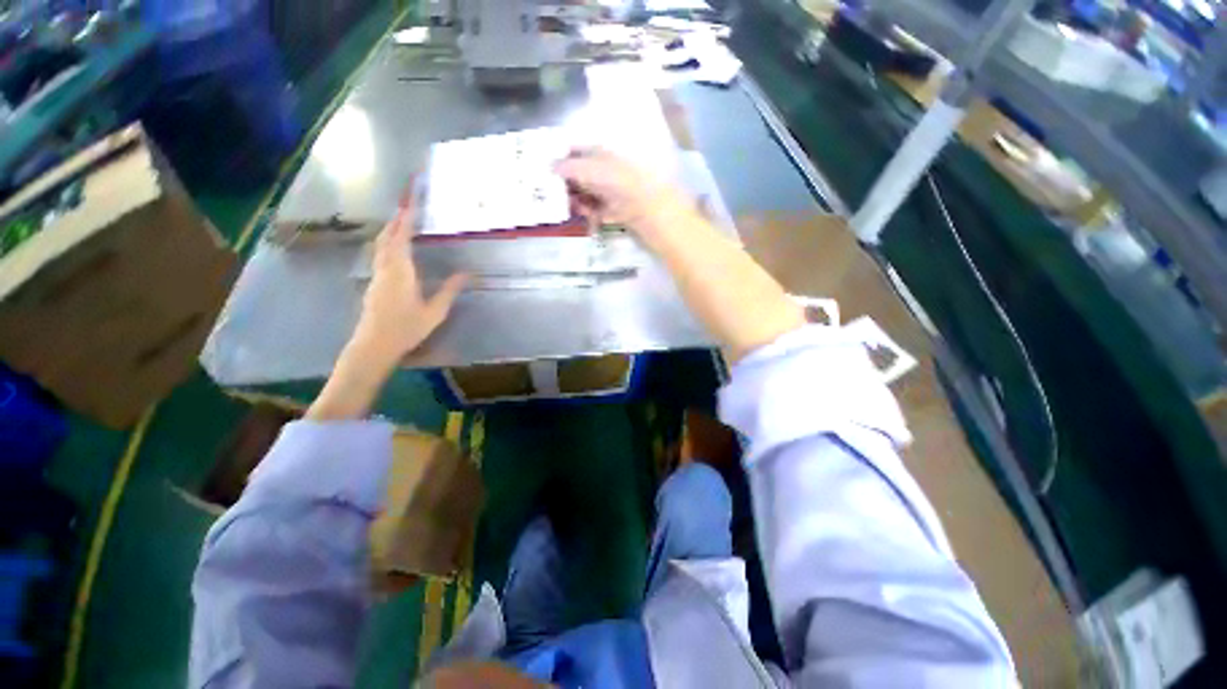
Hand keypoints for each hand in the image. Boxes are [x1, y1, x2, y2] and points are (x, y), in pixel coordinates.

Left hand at [351, 201, 467, 369]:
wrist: (374, 345)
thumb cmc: (407, 328)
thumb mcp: (435, 312)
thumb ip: (450, 291)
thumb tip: (467, 274)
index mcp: (401, 272)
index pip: (402, 238)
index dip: (407, 220)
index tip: (411, 203)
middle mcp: (385, 269)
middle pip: (387, 237)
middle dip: (396, 220)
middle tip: (405, 206)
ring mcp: (377, 276)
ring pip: (380, 246)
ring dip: (389, 230)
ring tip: (399, 222)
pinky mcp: (374, 284)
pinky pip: (379, 255)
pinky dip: (386, 243)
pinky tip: (393, 249)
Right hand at [555, 149, 694, 244]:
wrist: (655, 214)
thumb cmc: (625, 185)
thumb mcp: (595, 170)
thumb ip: (571, 166)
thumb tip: (551, 165)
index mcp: (605, 154)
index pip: (578, 151)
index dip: (562, 159)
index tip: (545, 171)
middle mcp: (610, 171)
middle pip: (582, 175)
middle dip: (568, 185)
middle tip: (552, 196)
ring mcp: (615, 192)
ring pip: (589, 195)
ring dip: (579, 202)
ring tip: (572, 209)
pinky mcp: (619, 212)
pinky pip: (599, 211)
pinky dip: (592, 215)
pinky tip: (589, 220)